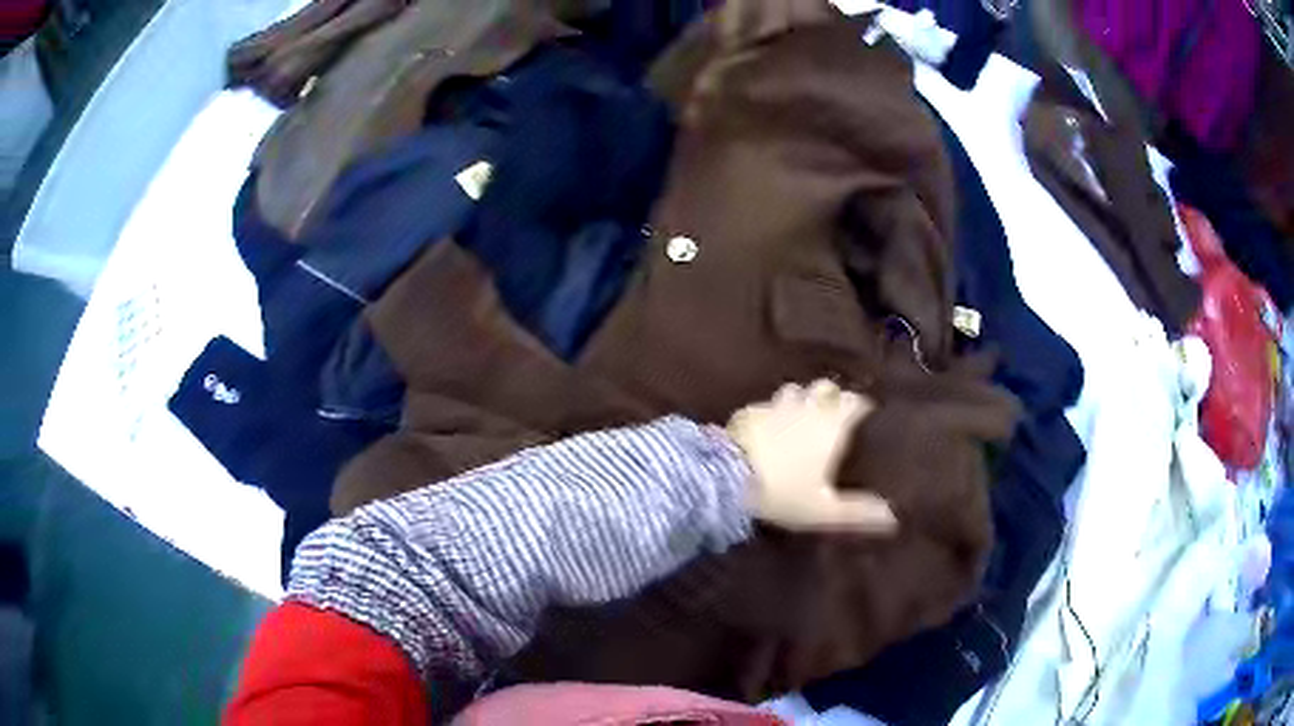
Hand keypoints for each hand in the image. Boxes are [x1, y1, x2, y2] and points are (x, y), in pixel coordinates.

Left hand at [727, 379, 897, 534]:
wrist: (725, 478)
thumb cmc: (784, 492)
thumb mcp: (824, 510)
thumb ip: (859, 512)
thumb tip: (893, 517)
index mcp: (831, 424)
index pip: (855, 402)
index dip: (861, 407)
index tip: (866, 417)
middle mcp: (807, 406)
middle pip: (826, 387)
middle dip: (832, 396)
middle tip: (834, 415)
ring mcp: (775, 405)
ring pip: (795, 389)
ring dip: (802, 398)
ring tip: (802, 416)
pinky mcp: (748, 411)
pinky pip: (767, 404)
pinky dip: (773, 411)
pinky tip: (768, 427)